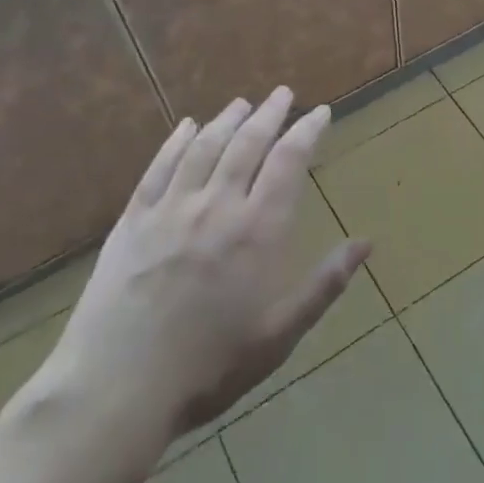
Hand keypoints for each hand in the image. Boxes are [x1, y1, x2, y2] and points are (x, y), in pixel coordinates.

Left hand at [46, 87, 370, 443]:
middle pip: (248, 143)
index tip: (320, 111)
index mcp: (258, 230)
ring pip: (204, 147)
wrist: (117, 389)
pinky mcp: (132, 220)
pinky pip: (159, 167)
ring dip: (227, 120)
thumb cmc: (209, 367)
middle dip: (270, 114)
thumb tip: (366, 243)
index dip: (307, 131)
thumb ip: (325, 284)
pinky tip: (186, 126)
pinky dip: (176, 141)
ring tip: (242, 104)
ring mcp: (170, 209)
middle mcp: (217, 205)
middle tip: (283, 93)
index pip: (289, 161)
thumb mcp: (280, 335)